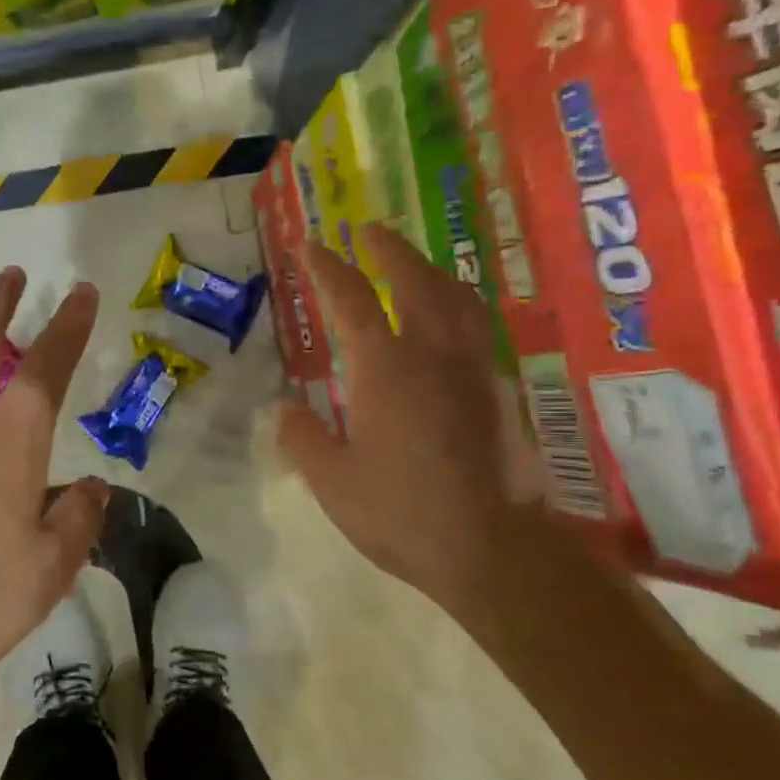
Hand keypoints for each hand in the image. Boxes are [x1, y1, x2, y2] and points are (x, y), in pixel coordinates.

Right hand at [276, 224, 528, 615]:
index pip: (351, 302)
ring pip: (458, 300)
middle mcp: (433, 356)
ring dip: (432, 272)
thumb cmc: (401, 513)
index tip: (313, 245)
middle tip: (371, 230)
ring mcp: (474, 372)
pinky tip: (453, 321)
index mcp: (386, 369)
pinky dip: (459, 306)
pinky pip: (478, 329)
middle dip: (389, 251)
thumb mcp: (332, 481)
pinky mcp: (499, 394)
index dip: (329, 269)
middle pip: (415, 282)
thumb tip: (280, 409)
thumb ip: (303, 438)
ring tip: (416, 264)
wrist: (494, 549)